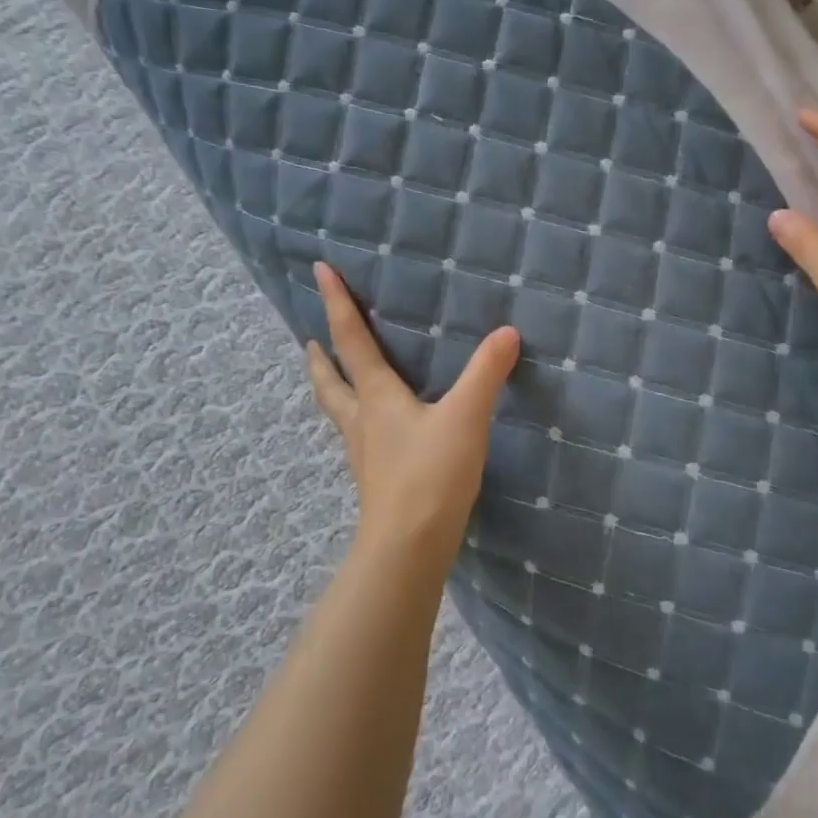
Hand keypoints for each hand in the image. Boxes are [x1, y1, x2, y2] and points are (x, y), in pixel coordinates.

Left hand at [305, 261, 520, 575]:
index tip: (319, 270)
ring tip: (334, 379)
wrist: (409, 546)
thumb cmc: (431, 475)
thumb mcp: (465, 417)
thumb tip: (507, 333)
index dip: (337, 304)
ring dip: (333, 389)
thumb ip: (486, 374)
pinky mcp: (377, 481)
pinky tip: (377, 433)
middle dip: (321, 358)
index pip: (352, 341)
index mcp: (377, 398)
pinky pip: (360, 439)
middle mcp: (363, 422)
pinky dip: (359, 421)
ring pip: (341, 413)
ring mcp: (366, 455)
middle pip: (331, 383)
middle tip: (309, 341)